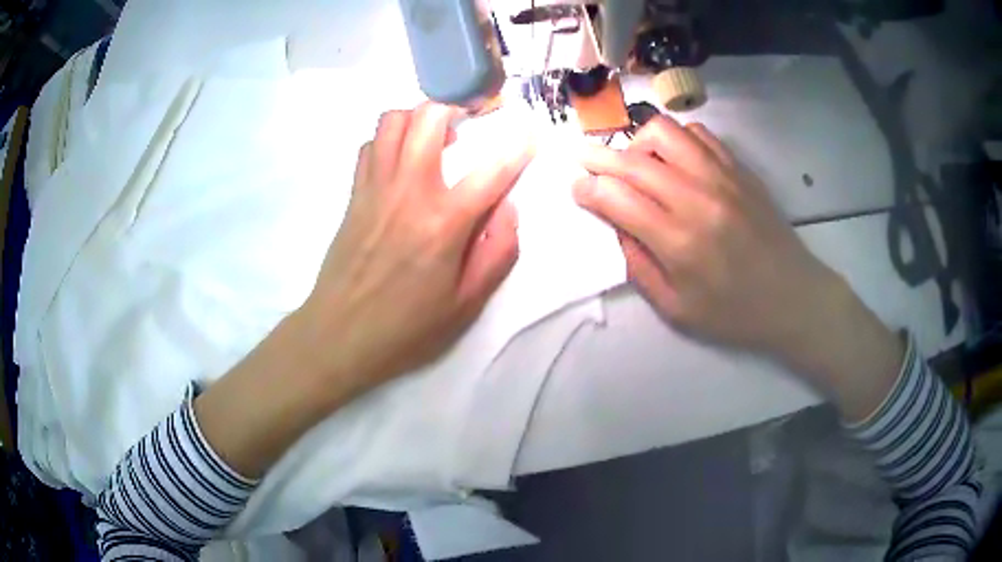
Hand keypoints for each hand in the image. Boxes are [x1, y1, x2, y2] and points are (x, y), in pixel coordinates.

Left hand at [301, 102, 533, 391]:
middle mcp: (409, 190)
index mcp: (444, 222)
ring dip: (417, 118)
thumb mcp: (466, 304)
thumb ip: (497, 252)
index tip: (531, 131)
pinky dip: (387, 141)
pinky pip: (369, 146)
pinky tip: (398, 161)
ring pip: (392, 121)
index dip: (518, 146)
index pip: (492, 170)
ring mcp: (375, 187)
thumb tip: (508, 207)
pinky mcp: (354, 194)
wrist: (340, 334)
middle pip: (429, 118)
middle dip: (455, 109)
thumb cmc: (407, 326)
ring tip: (432, 138)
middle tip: (468, 124)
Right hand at [574, 115, 901, 417]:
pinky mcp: (739, 169)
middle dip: (597, 156)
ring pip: (664, 132)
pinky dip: (676, 140)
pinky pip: (698, 135)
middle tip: (582, 158)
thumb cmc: (734, 313)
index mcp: (679, 242)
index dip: (588, 189)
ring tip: (635, 162)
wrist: (793, 297)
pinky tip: (674, 160)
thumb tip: (616, 226)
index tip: (576, 188)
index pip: (617, 198)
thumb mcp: (677, 309)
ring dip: (637, 142)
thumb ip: (639, 266)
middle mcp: (697, 199)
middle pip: (633, 160)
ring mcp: (722, 177)